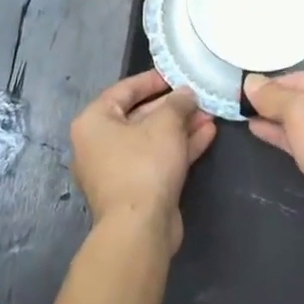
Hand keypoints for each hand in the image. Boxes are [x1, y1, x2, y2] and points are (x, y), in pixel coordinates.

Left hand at [69, 70, 215, 252]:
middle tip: (198, 96)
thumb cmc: (144, 164)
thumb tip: (185, 93)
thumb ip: (177, 102)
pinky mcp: (136, 190)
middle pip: (140, 115)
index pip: (124, 90)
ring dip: (181, 126)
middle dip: (173, 106)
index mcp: (94, 122)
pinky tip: (207, 134)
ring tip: (210, 113)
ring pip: (152, 139)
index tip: (176, 74)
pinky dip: (180, 147)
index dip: (152, 80)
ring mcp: (118, 169)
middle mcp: (99, 144)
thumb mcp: (165, 124)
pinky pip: (158, 159)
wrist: (139, 229)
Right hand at [245, 70, 303, 259]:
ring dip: (276, 119)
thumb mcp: (301, 113)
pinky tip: (260, 132)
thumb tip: (250, 82)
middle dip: (273, 101)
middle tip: (237, 102)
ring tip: (243, 115)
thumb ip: (274, 96)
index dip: (270, 84)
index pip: (301, 77)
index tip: (240, 89)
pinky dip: (285, 137)